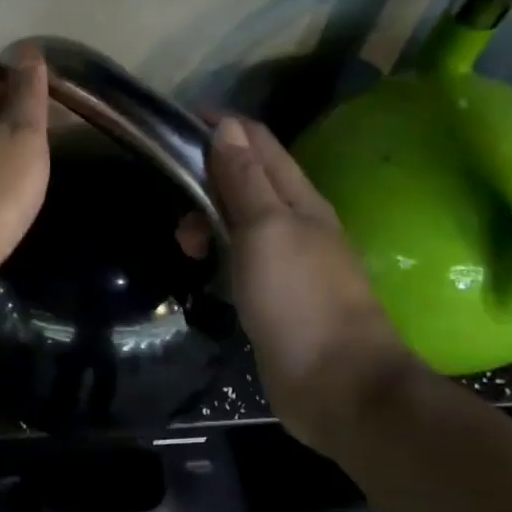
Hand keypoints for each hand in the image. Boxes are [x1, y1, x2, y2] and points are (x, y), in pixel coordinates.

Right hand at [205, 115, 419, 451]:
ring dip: (207, 220)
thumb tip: (226, 126)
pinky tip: (204, 272)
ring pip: (239, 220)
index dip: (218, 126)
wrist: (337, 385)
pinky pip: (240, 257)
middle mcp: (296, 221)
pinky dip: (217, 252)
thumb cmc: (299, 299)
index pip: (258, 141)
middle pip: (246, 178)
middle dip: (205, 179)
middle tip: (176, 208)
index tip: (173, 126)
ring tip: (185, 248)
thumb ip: (244, 179)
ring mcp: (288, 260)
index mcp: (299, 198)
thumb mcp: (265, 229)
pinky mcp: (277, 295)